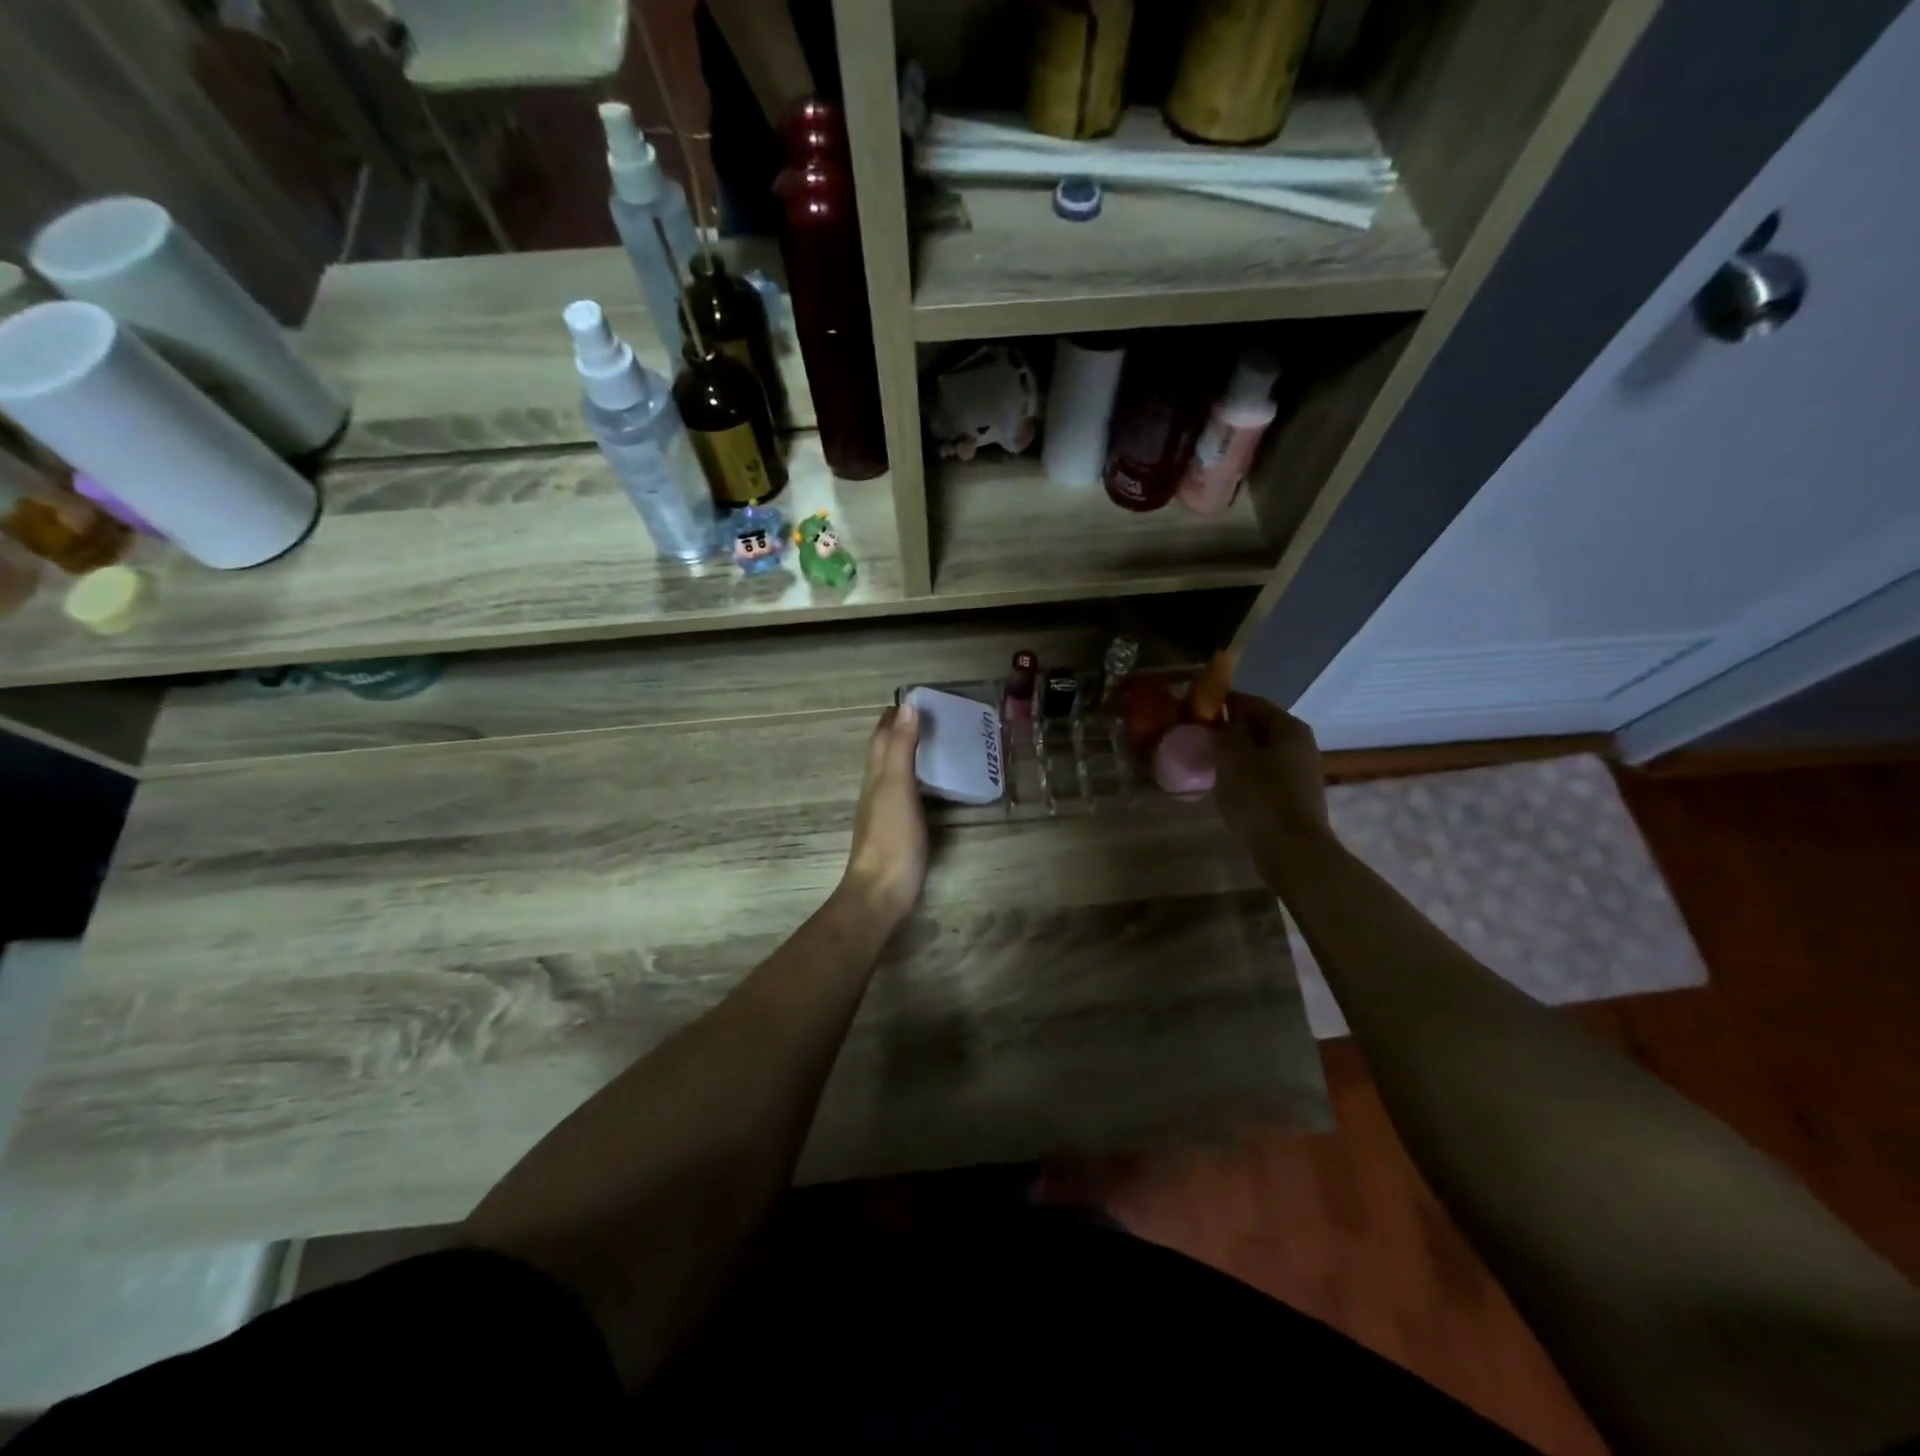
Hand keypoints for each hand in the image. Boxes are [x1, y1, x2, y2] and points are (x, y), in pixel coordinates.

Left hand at [838, 702, 927, 929]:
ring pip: (895, 775)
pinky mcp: (899, 833)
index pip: (881, 737)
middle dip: (902, 733)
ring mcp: (886, 813)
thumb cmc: (891, 837)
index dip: (893, 717)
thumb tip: (906, 706)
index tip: (914, 699)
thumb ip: (901, 748)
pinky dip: (919, 782)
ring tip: (937, 745)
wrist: (882, 892)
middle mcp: (876, 790)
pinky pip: (909, 796)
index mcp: (875, 776)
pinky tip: (934, 788)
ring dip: (910, 757)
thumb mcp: (897, 786)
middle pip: (885, 754)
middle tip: (931, 719)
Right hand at [1214, 692, 1332, 853]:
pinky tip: (1228, 785)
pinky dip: (1245, 773)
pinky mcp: (1295, 794)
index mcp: (1288, 726)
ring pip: (1261, 751)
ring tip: (1209, 762)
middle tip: (1199, 737)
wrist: (1291, 848)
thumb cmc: (1259, 795)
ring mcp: (1301, 770)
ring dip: (1236, 753)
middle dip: (1228, 729)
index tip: (1194, 710)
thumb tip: (1224, 719)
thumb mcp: (1232, 755)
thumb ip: (1226, 730)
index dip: (1221, 702)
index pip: (1249, 702)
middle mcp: (1300, 743)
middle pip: (1258, 726)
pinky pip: (1265, 773)